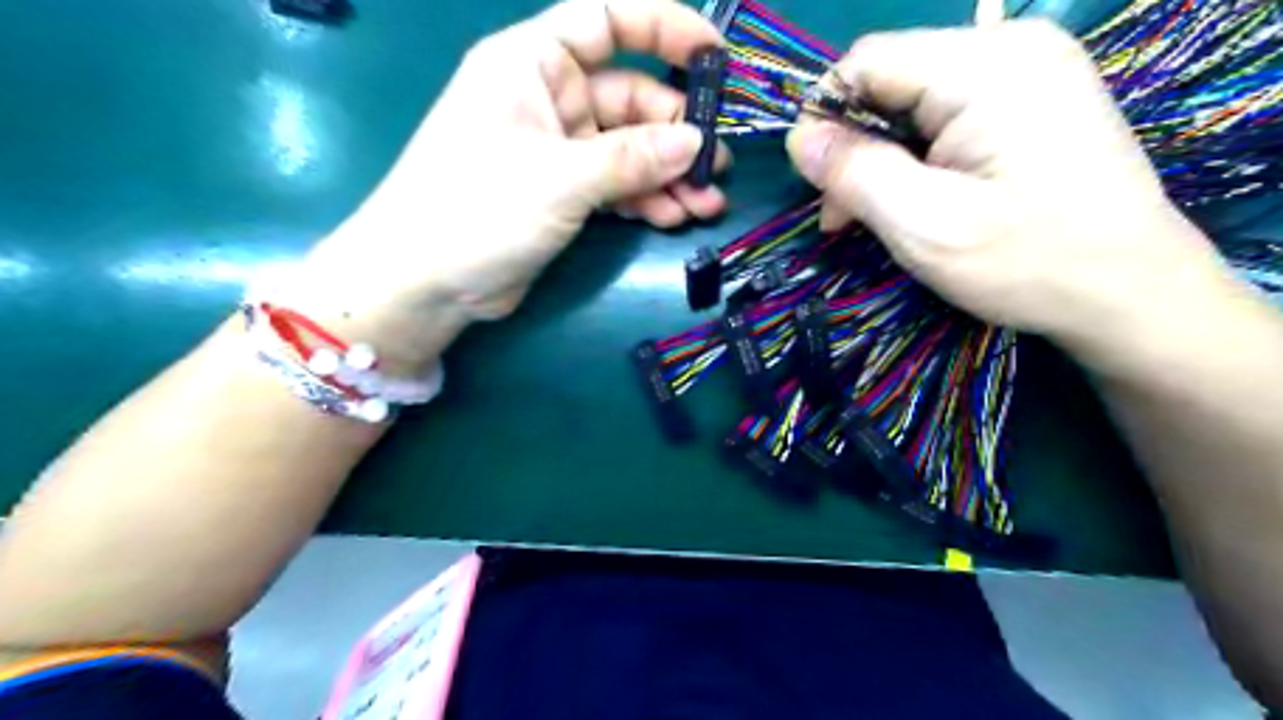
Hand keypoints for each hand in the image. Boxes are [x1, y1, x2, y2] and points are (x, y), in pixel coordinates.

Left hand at [280, 0, 720, 370]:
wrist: (424, 283)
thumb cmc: (477, 209)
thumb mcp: (560, 179)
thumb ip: (630, 159)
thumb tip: (694, 143)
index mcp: (533, 64)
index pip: (606, 20)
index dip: (663, 27)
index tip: (715, 58)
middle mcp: (549, 99)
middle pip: (630, 98)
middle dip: (675, 133)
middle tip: (716, 167)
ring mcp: (557, 150)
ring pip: (628, 150)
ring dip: (668, 175)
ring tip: (706, 204)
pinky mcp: (562, 194)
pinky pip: (615, 185)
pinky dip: (643, 200)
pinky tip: (671, 219)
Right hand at [786, 22, 1238, 365]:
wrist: (1129, 292)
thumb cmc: (1027, 261)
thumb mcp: (925, 225)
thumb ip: (855, 173)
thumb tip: (798, 139)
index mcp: (987, 66)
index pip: (866, 61)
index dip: (826, 117)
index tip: (817, 183)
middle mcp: (1009, 48)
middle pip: (889, 80)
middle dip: (854, 147)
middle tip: (842, 216)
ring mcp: (1025, 72)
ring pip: (910, 103)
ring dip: (879, 159)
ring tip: (871, 217)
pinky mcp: (1028, 102)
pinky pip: (942, 116)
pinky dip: (913, 159)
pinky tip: (911, 200)